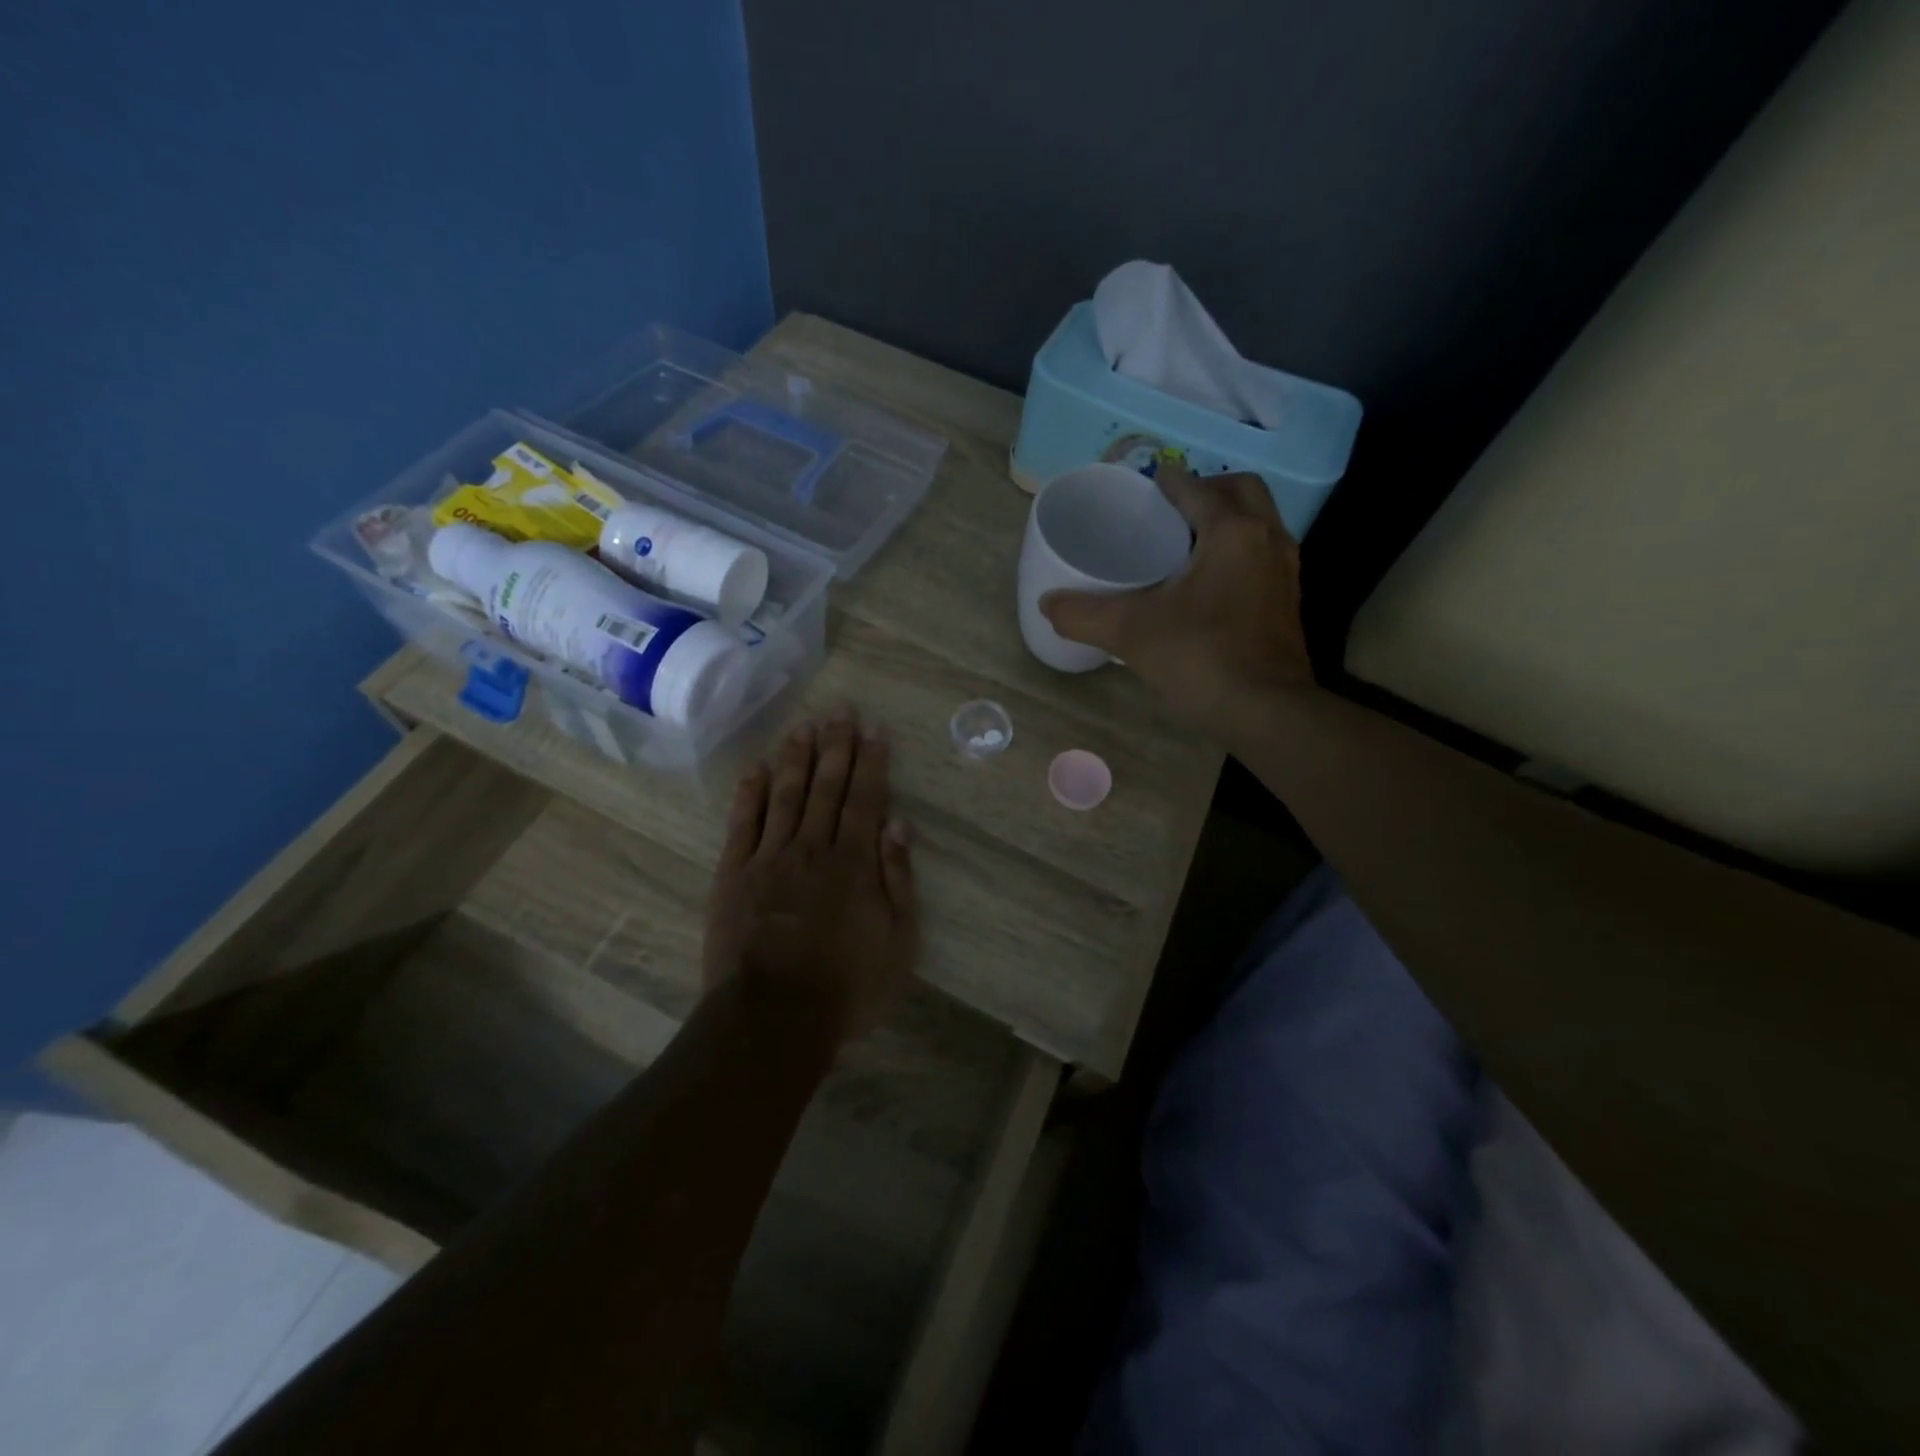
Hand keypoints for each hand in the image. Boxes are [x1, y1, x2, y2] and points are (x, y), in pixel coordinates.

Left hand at [702, 707, 918, 1041]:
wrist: (772, 1018)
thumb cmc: (846, 987)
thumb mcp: (898, 943)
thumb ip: (899, 880)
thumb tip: (899, 825)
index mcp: (854, 863)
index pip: (865, 799)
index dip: (871, 762)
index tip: (874, 730)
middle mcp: (812, 848)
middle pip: (826, 786)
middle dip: (835, 746)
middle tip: (840, 711)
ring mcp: (769, 858)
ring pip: (785, 794)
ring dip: (795, 758)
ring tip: (804, 726)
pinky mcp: (733, 874)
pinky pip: (742, 823)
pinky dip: (750, 792)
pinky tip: (757, 767)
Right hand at [1040, 462, 1314, 740]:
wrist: (1266, 712)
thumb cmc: (1201, 658)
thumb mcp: (1131, 633)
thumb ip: (1084, 615)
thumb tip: (1048, 604)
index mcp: (1231, 531)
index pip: (1197, 488)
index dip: (1168, 481)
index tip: (1145, 484)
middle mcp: (1267, 539)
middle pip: (1242, 491)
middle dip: (1208, 490)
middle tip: (1171, 511)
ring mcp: (1285, 571)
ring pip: (1258, 523)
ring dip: (1227, 520)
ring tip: (1186, 544)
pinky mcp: (1288, 602)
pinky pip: (1263, 555)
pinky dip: (1238, 551)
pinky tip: (1208, 583)